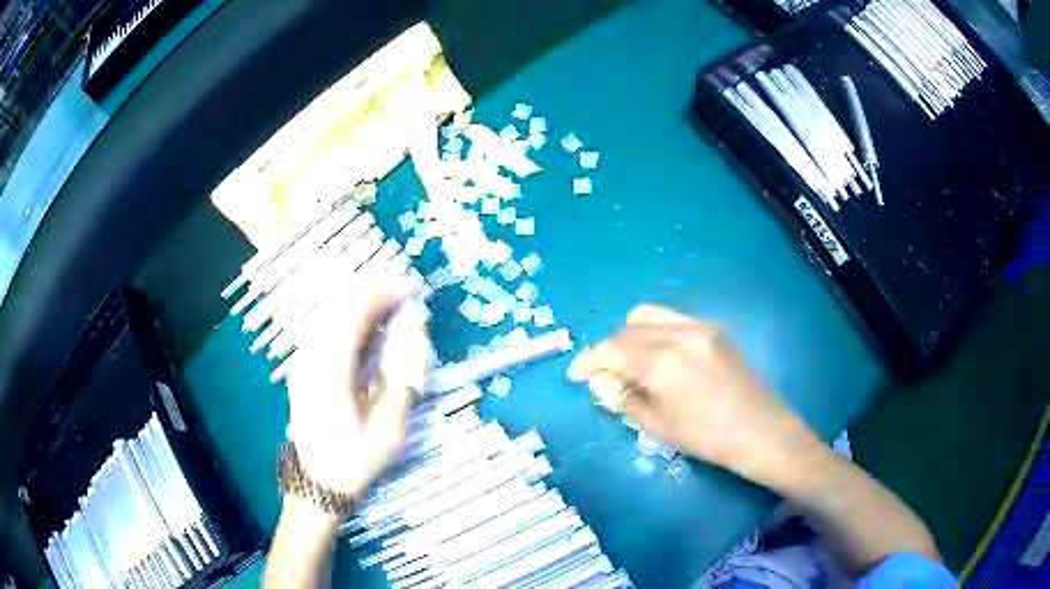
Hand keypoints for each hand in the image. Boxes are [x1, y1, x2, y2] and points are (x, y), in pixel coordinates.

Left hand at [286, 280, 430, 496]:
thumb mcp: (389, 429)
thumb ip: (401, 376)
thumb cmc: (356, 461)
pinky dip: (349, 320)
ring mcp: (302, 363)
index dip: (380, 293)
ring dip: (361, 304)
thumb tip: (412, 329)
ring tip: (392, 303)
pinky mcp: (303, 368)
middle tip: (405, 291)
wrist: (318, 484)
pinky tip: (369, 327)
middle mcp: (310, 360)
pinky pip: (326, 330)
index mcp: (329, 373)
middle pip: (338, 308)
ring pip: (329, 316)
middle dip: (372, 292)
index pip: (351, 315)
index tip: (410, 286)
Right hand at [568, 304, 820, 484]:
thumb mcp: (657, 425)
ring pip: (649, 315)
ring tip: (634, 362)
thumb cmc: (706, 437)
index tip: (578, 375)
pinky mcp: (713, 328)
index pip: (610, 350)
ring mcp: (699, 326)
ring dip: (631, 335)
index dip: (589, 362)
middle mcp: (678, 334)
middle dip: (610, 349)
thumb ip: (623, 398)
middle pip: (626, 328)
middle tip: (610, 374)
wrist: (759, 430)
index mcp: (661, 363)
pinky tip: (662, 357)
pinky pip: (673, 319)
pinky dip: (656, 332)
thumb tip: (601, 381)